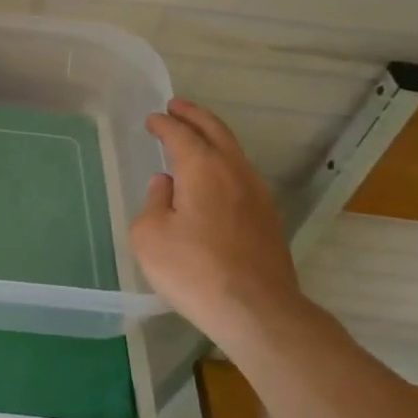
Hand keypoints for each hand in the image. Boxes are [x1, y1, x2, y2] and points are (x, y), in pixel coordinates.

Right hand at [130, 99, 303, 344]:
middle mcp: (234, 171)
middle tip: (176, 107)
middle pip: (215, 131)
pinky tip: (213, 177)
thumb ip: (153, 202)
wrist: (257, 311)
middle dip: (194, 116)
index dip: (164, 124)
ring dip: (212, 137)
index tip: (152, 119)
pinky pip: (241, 174)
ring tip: (194, 136)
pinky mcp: (267, 218)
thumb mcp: (150, 235)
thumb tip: (165, 185)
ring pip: (233, 151)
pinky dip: (224, 161)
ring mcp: (257, 194)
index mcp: (202, 168)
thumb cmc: (193, 269)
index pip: (180, 134)